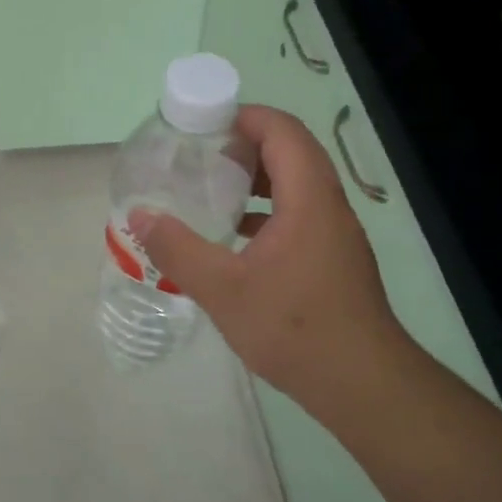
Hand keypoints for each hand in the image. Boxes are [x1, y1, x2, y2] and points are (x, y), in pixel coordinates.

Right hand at [130, 104, 415, 409]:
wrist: (361, 384)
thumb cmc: (293, 328)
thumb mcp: (223, 289)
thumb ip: (177, 249)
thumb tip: (139, 216)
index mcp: (309, 200)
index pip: (283, 131)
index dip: (246, 117)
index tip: (204, 123)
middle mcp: (329, 207)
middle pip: (292, 153)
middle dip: (246, 146)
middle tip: (200, 156)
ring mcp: (336, 236)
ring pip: (297, 186)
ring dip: (257, 180)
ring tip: (212, 191)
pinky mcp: (334, 261)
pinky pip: (300, 216)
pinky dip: (267, 212)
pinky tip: (235, 239)